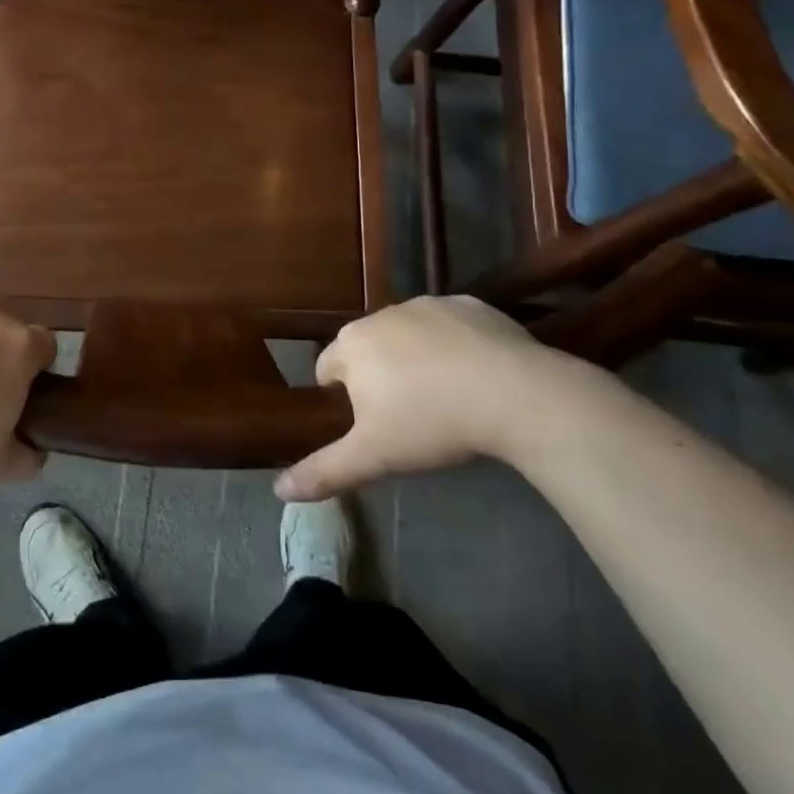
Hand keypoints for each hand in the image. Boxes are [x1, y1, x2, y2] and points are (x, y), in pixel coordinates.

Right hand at [276, 295, 607, 500]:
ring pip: (407, 332)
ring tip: (442, 393)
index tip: (366, 422)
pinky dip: (452, 343)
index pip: (326, 366)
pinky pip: (449, 324)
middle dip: (376, 373)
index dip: (341, 396)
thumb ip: (324, 471)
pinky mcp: (468, 303)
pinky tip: (475, 373)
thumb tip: (279, 491)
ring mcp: (427, 304)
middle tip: (404, 412)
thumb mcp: (374, 456)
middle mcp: (382, 314)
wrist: (514, 394)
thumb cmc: (431, 423)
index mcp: (352, 345)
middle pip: (366, 346)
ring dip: (412, 355)